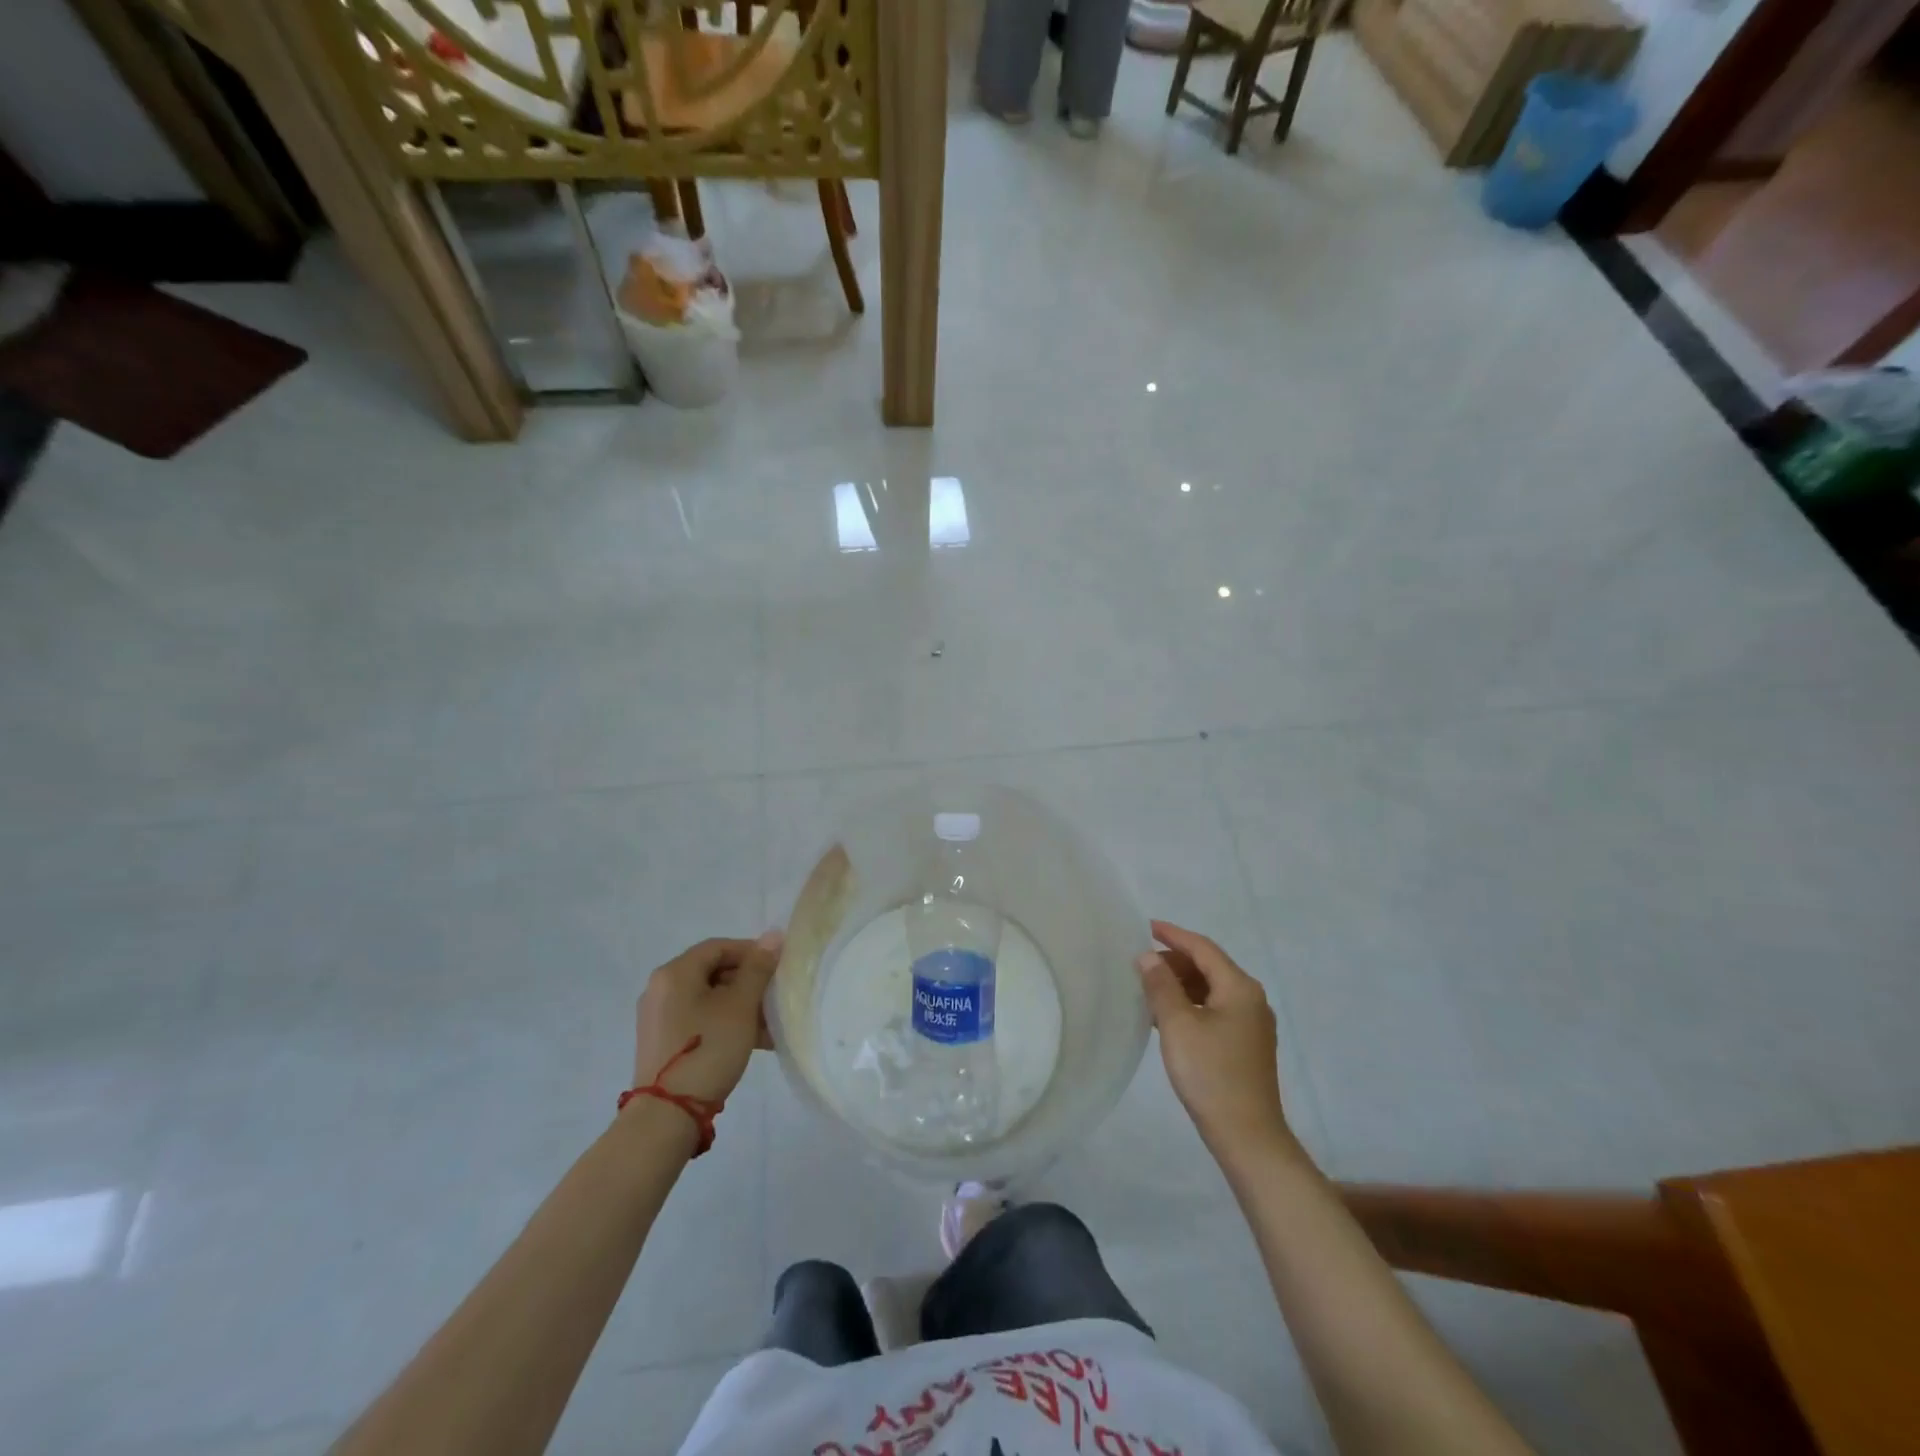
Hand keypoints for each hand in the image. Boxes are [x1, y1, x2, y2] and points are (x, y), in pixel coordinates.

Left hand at [633, 932, 782, 1104]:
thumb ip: (758, 968)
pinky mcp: (662, 1042)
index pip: (719, 947)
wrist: (667, 1115)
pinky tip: (753, 1041)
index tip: (777, 968)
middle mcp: (661, 988)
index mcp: (675, 972)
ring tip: (770, 1026)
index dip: (751, 952)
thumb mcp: (740, 1006)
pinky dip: (725, 1023)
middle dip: (749, 983)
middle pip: (713, 972)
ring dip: (741, 1006)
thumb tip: (773, 936)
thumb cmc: (707, 1049)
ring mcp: (659, 1017)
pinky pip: (699, 1019)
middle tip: (775, 998)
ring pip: (709, 999)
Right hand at [1138, 920, 1299, 1166]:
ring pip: (1211, 989)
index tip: (1146, 927)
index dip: (1173, 935)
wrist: (1247, 1135)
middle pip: (1209, 967)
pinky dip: (1191, 1004)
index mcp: (1240, 988)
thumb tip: (1147, 956)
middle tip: (1141, 965)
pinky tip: (1167, 1017)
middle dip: (1175, 961)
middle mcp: (1252, 999)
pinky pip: (1215, 1010)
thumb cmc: (1211, 1074)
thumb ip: (1161, 986)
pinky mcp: (1247, 1045)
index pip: (1203, 948)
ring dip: (1181, 984)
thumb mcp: (1177, 1025)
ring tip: (1149, 989)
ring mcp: (1252, 1024)